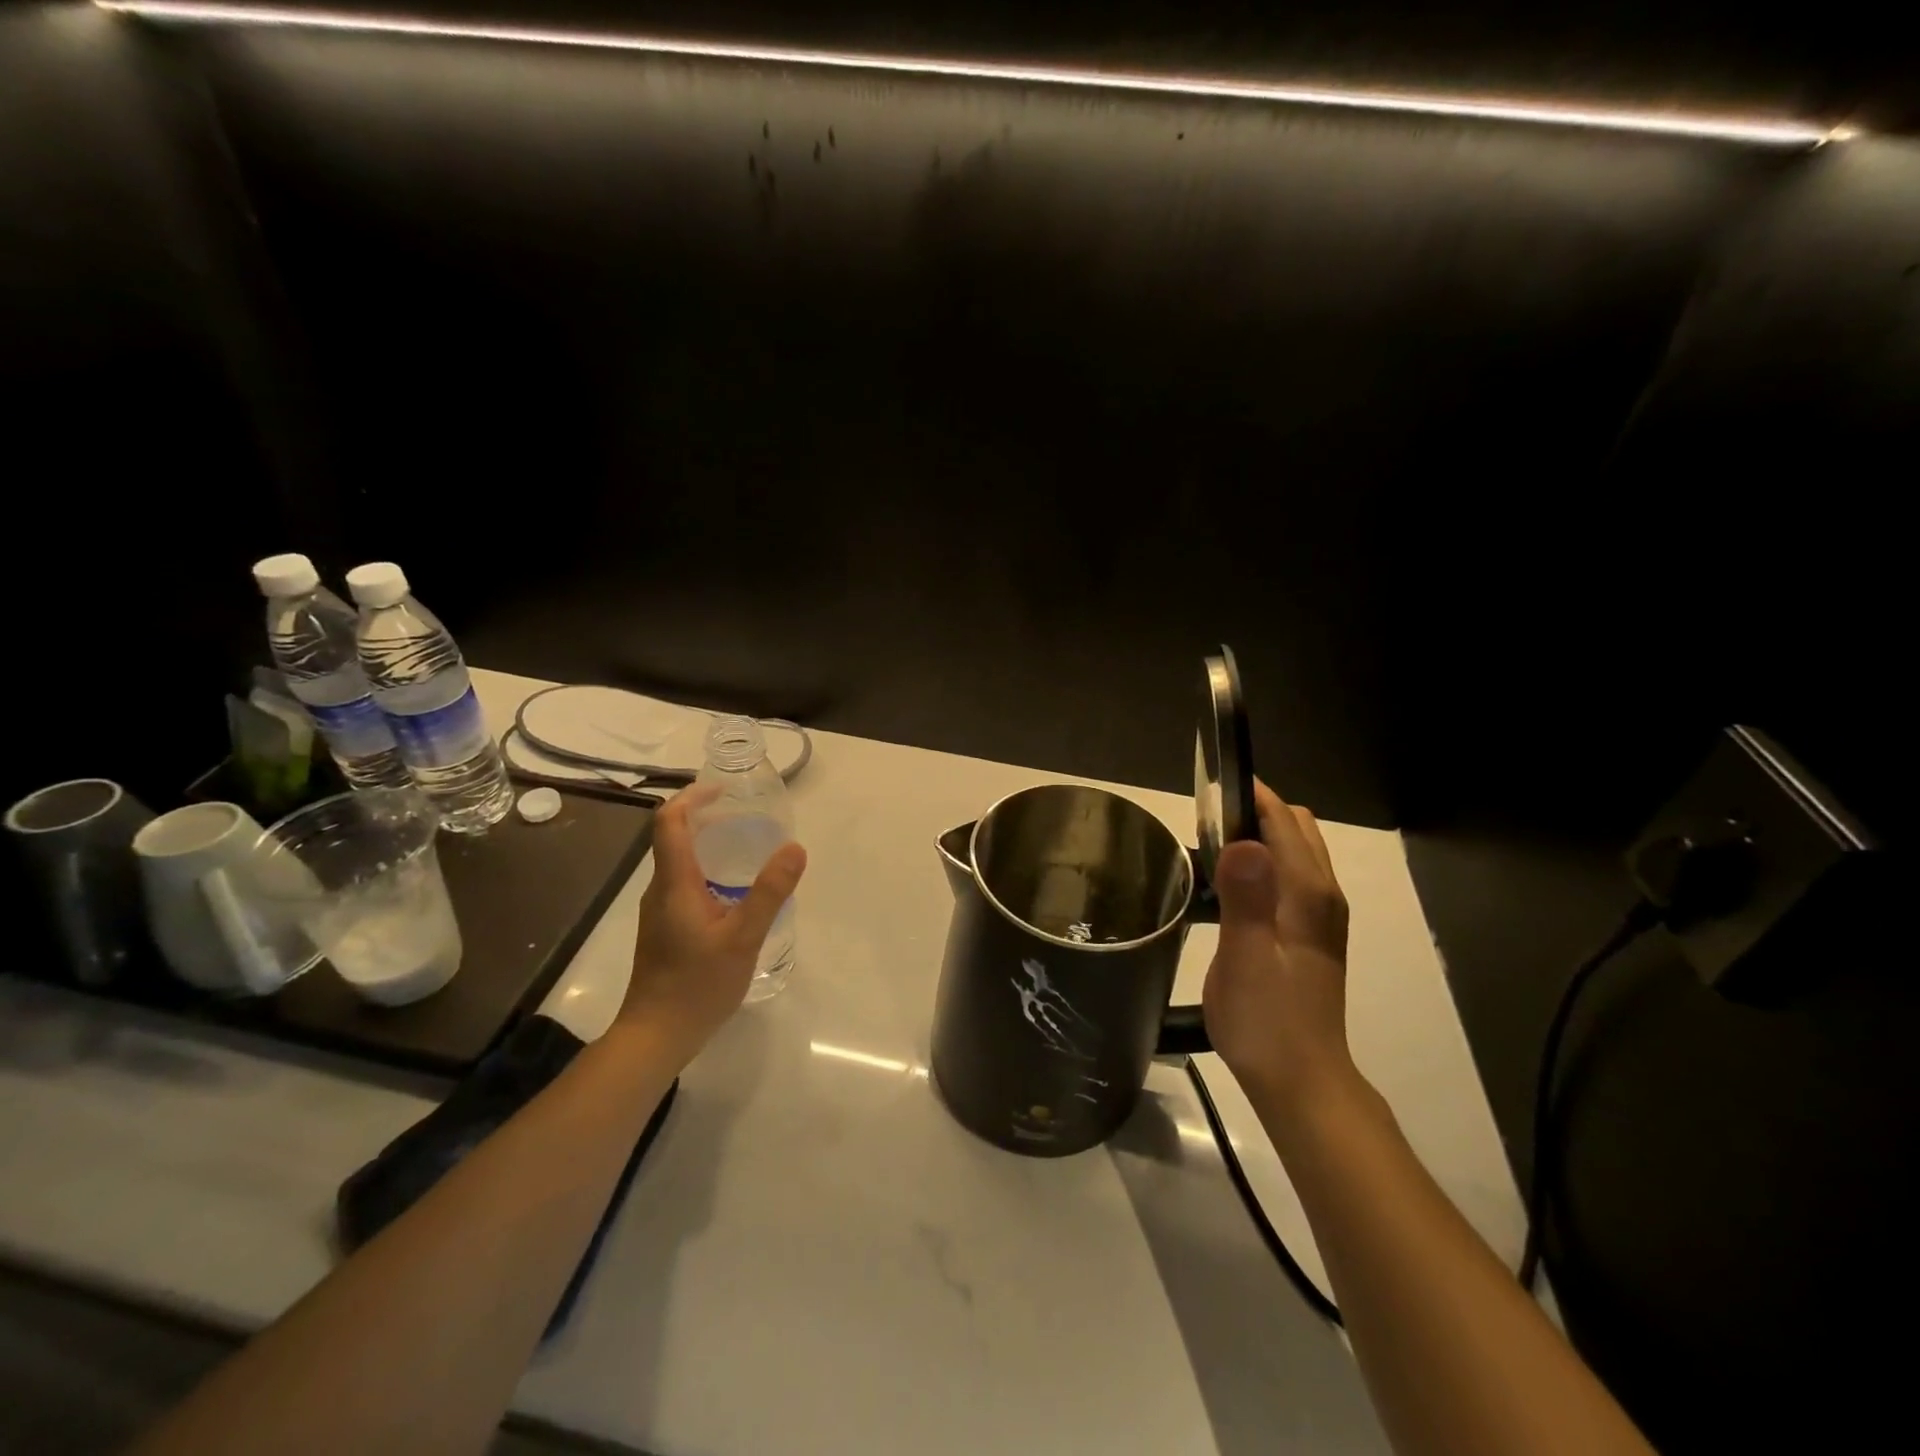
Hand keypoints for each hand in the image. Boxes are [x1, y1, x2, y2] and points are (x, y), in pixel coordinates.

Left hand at [620, 787, 806, 1054]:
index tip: (725, 791)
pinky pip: (684, 884)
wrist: (655, 1036)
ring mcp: (660, 911)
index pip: (669, 822)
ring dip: (708, 845)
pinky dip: (708, 871)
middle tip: (747, 817)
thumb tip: (794, 848)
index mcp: (674, 883)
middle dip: (707, 818)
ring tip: (747, 848)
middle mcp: (660, 890)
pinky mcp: (665, 929)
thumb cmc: (697, 985)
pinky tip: (735, 892)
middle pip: (674, 838)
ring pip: (679, 863)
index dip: (692, 797)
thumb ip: (769, 892)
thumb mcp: (743, 937)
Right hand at [1202, 779, 1354, 1112]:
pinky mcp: (1310, 933)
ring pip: (1294, 851)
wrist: (1299, 1080)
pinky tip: (1229, 883)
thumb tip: (1242, 841)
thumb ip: (1245, 898)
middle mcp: (1322, 895)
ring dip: (1259, 836)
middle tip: (1203, 819)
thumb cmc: (1266, 1020)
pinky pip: (1289, 876)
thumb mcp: (1246, 959)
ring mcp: (1320, 915)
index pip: (1283, 821)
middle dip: (1255, 811)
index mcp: (1307, 894)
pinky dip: (1263, 862)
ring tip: (1209, 844)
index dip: (1250, 796)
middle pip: (1296, 828)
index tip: (1208, 785)